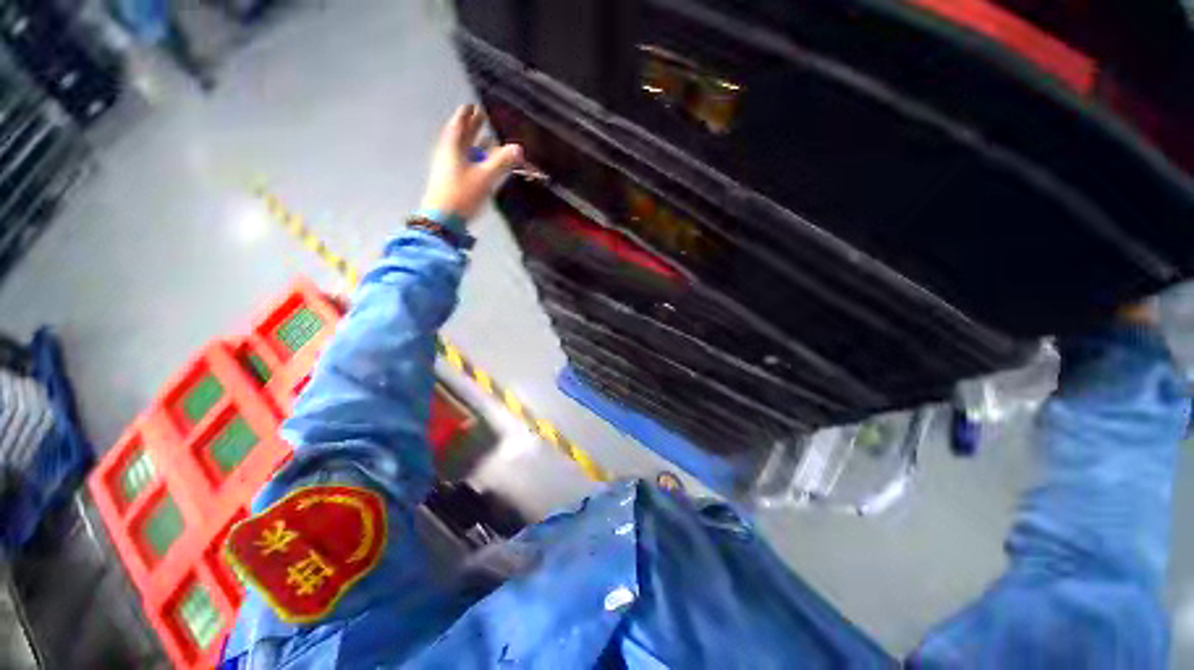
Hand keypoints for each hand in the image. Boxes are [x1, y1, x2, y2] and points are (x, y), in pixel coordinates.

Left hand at [419, 104, 522, 222]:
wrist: (443, 219)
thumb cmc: (462, 193)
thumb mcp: (485, 176)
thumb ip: (502, 161)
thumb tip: (519, 147)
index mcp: (452, 147)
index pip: (459, 125)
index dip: (466, 115)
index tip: (473, 106)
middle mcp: (449, 154)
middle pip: (461, 137)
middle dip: (472, 127)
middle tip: (481, 117)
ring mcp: (449, 168)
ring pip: (463, 151)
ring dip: (475, 144)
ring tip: (487, 139)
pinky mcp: (452, 181)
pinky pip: (465, 164)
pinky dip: (474, 158)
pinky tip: (483, 164)